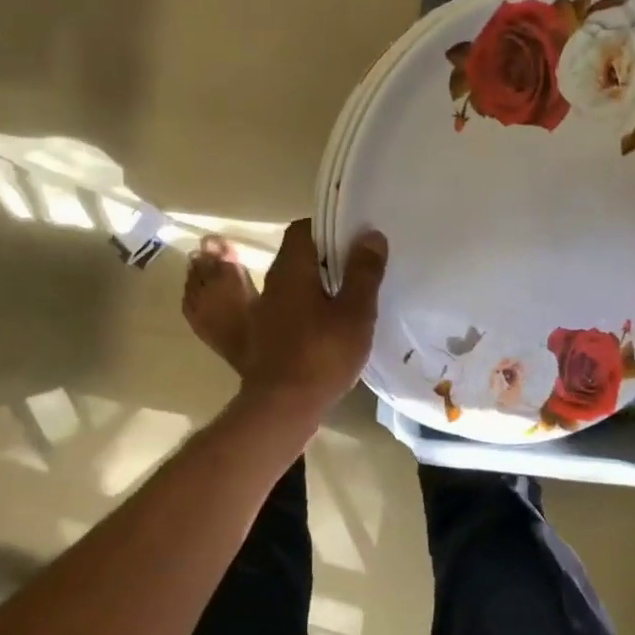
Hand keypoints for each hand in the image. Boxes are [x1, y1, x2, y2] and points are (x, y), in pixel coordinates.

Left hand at [240, 219, 386, 425]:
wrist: (281, 406)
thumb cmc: (322, 355)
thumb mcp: (355, 312)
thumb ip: (364, 272)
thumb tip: (370, 235)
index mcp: (292, 270)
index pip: (302, 230)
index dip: (328, 228)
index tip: (354, 240)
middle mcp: (273, 283)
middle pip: (298, 256)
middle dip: (327, 257)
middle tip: (360, 268)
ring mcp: (265, 311)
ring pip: (294, 284)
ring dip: (319, 285)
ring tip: (350, 297)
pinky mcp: (265, 336)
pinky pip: (290, 308)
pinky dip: (309, 308)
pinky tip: (331, 326)